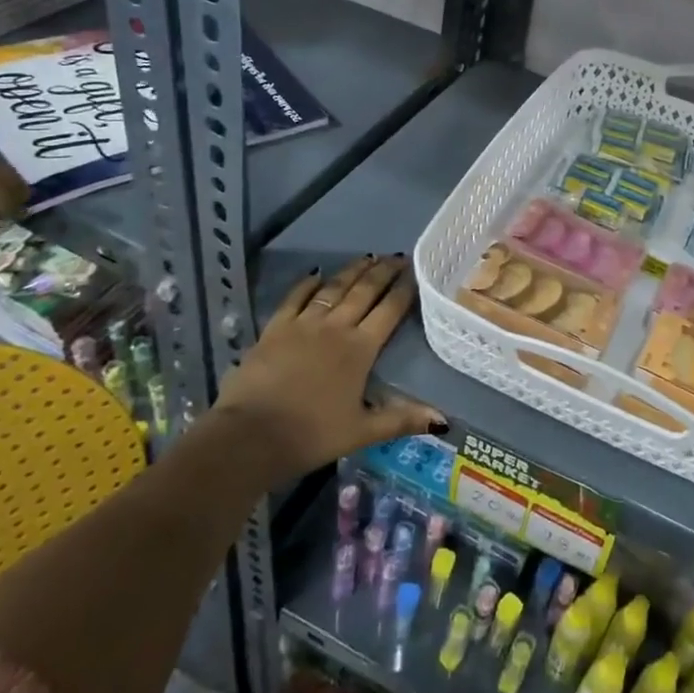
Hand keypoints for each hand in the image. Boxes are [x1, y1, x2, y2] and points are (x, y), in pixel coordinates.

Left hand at [212, 256, 442, 481]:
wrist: (249, 436)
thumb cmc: (311, 436)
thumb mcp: (361, 432)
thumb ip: (401, 420)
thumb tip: (443, 420)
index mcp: (360, 349)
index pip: (389, 311)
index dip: (404, 289)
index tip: (416, 271)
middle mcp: (335, 327)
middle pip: (364, 291)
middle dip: (383, 271)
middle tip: (398, 256)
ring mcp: (303, 324)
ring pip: (334, 288)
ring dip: (353, 271)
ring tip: (368, 257)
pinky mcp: (275, 329)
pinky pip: (295, 298)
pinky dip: (307, 283)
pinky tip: (317, 273)